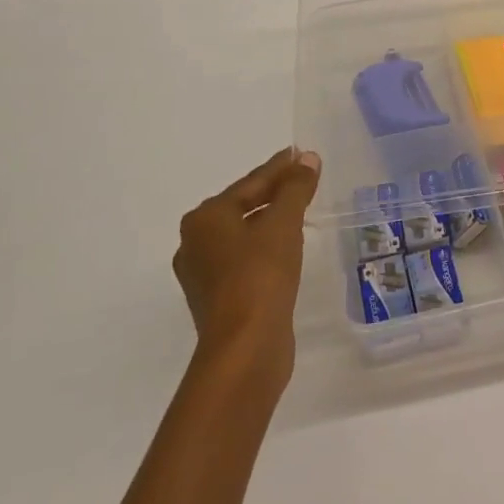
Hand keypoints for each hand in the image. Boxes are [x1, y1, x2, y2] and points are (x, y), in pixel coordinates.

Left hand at [173, 147, 321, 373]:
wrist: (245, 349)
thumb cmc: (260, 275)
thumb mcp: (283, 223)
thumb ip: (295, 187)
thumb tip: (308, 158)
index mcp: (205, 219)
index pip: (250, 183)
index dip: (280, 168)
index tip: (301, 154)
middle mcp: (196, 243)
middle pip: (243, 206)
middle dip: (274, 193)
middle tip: (304, 180)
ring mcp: (204, 275)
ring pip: (244, 235)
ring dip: (270, 222)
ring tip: (300, 211)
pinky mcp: (219, 300)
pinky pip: (246, 260)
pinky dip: (266, 248)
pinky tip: (288, 249)